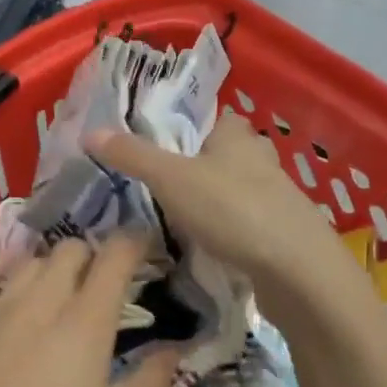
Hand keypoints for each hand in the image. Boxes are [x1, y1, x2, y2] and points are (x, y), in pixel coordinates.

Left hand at [0, 235, 180, 386]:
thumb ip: (152, 380)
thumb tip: (178, 348)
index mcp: (86, 321)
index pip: (115, 257)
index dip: (134, 242)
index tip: (146, 245)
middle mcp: (42, 301)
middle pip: (71, 250)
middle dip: (94, 255)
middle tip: (106, 279)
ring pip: (31, 260)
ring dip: (53, 262)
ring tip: (63, 282)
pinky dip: (0, 263)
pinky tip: (8, 267)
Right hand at [88, 113, 345, 298]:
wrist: (295, 269)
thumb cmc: (232, 210)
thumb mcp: (171, 179)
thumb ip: (133, 156)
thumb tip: (90, 131)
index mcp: (238, 137)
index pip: (216, 118)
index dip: (192, 127)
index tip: (165, 145)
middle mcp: (262, 160)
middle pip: (228, 155)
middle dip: (203, 166)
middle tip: (166, 186)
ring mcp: (278, 198)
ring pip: (240, 190)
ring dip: (218, 200)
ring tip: (182, 219)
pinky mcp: (283, 233)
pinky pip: (250, 223)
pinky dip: (231, 230)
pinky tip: (212, 246)